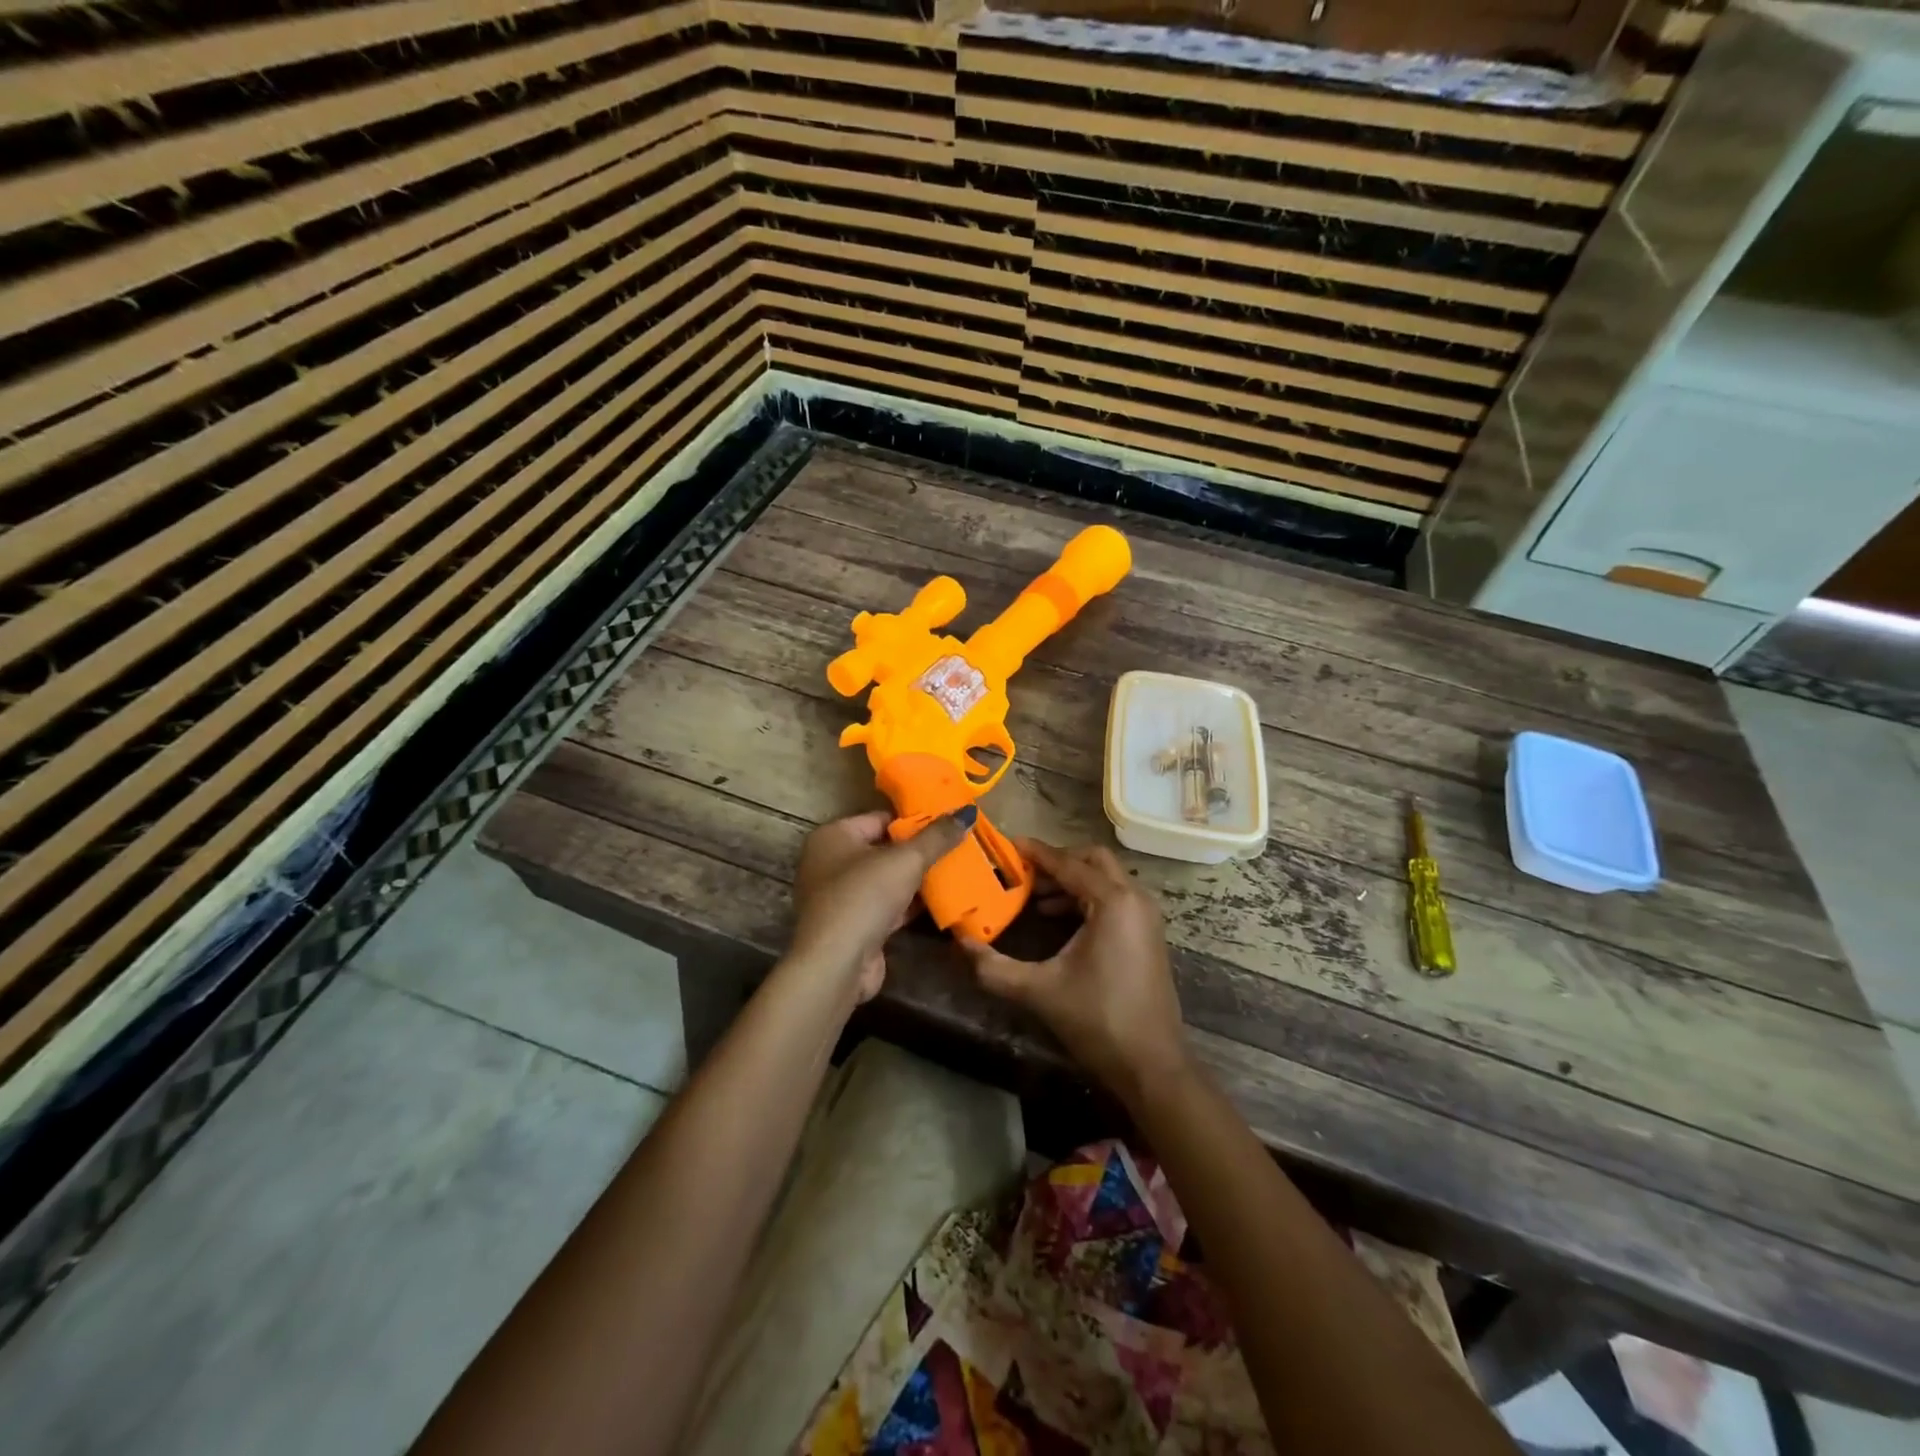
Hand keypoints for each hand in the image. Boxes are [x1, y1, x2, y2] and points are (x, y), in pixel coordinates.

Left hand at [788, 808, 972, 1001]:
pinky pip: (888, 906)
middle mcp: (831, 862)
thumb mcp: (907, 860)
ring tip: (957, 871)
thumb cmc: (865, 896)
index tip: (948, 823)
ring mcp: (841, 897)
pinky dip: (911, 904)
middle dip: (920, 852)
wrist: (837, 963)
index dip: (915, 820)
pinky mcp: (854, 925)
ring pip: (887, 880)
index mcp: (834, 836)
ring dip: (918, 880)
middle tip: (958, 847)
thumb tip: (967, 812)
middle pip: (884, 849)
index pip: (880, 818)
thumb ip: (937, 836)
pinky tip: (942, 901)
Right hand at [962, 840, 1188, 1106]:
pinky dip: (1086, 898)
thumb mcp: (1039, 991)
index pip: (1068, 864)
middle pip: (1092, 860)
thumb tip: (960, 943)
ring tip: (1034, 897)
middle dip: (1057, 861)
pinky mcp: (1147, 934)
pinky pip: (1114, 898)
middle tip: (1023, 872)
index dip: (1035, 853)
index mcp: (1113, 902)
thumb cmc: (1098, 1020)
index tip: (1006, 844)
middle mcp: (1134, 899)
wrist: (1152, 1065)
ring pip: (1105, 879)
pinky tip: (1058, 919)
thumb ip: (994, 967)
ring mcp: (1145, 916)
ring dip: (1071, 880)